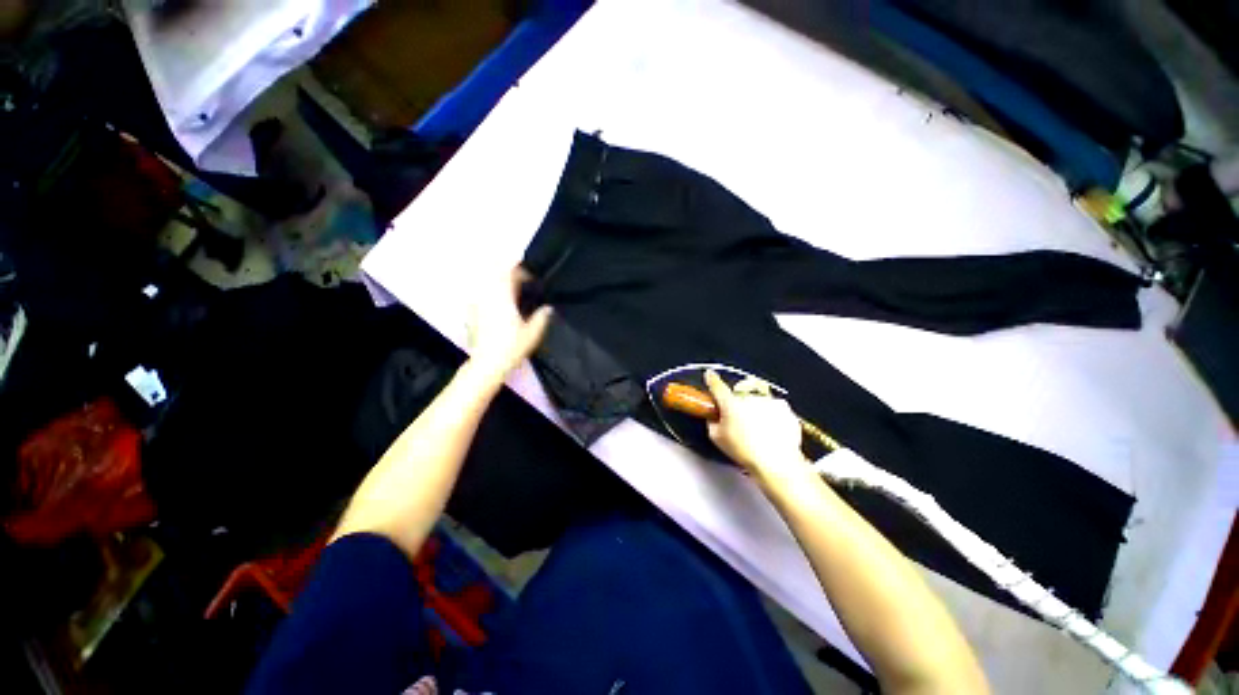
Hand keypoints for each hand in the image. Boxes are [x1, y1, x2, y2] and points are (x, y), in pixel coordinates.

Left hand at [467, 266, 552, 381]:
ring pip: (486, 283)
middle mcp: (487, 296)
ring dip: (499, 283)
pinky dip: (491, 294)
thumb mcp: (533, 333)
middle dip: (509, 274)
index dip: (521, 270)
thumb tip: (548, 308)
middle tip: (522, 282)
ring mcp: (477, 304)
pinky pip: (481, 295)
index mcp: (503, 297)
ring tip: (512, 292)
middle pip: (495, 274)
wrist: (487, 364)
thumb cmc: (511, 347)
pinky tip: (499, 306)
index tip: (531, 278)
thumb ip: (541, 317)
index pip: (509, 272)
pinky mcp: (471, 313)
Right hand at [704, 370, 806, 475]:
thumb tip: (715, 417)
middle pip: (739, 395)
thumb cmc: (745, 451)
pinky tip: (770, 431)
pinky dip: (771, 416)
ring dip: (754, 410)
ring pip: (757, 401)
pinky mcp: (784, 407)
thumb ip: (712, 422)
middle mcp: (749, 397)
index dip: (712, 380)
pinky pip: (773, 407)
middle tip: (738, 422)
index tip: (710, 375)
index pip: (717, 386)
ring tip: (757, 432)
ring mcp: (768, 400)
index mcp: (730, 402)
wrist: (777, 462)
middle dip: (737, 404)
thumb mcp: (717, 438)